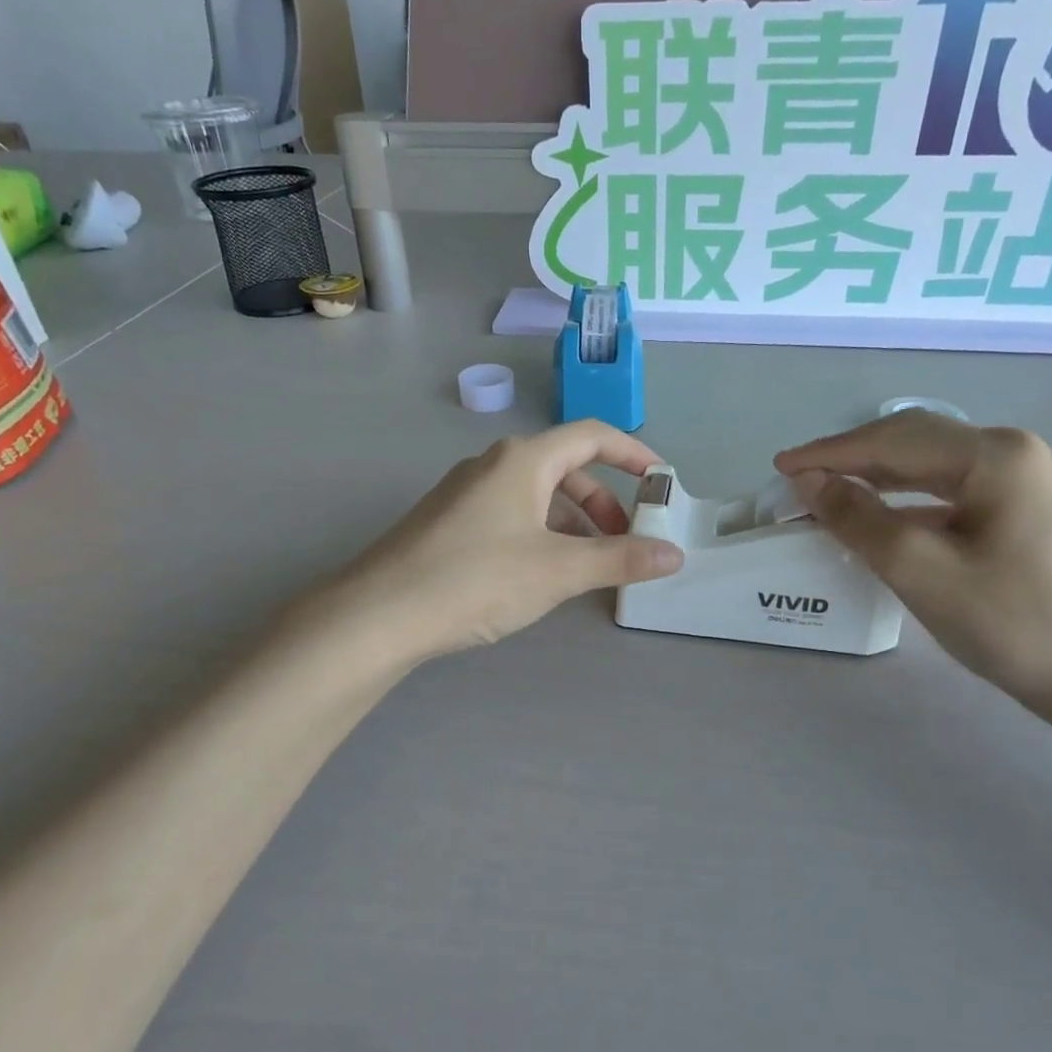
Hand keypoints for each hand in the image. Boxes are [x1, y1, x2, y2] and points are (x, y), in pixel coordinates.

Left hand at [333, 421, 684, 661]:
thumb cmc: (476, 579)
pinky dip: (540, 534)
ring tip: (587, 566)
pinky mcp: (447, 522)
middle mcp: (493, 464)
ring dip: (572, 523)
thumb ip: (620, 559)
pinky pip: (510, 515)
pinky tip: (539, 574)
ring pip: (536, 496)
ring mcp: (465, 493)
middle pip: (565, 468)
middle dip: (603, 503)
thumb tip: (673, 555)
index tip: (662, 484)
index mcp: (523, 460)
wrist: (378, 614)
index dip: (634, 455)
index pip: (592, 437)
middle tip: (625, 542)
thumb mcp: (557, 570)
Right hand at [775, 411, 1051, 710]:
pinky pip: (950, 490)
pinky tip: (879, 515)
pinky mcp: (1024, 509)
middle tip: (798, 478)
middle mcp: (1013, 452)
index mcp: (995, 455)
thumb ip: (858, 519)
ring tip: (827, 491)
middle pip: (913, 442)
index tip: (779, 467)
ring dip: (876, 477)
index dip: (830, 453)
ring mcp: (1024, 479)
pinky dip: (906, 499)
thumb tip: (810, 482)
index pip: (893, 441)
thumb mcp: (920, 570)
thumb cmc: (1012, 623)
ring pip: (931, 465)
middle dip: (851, 458)